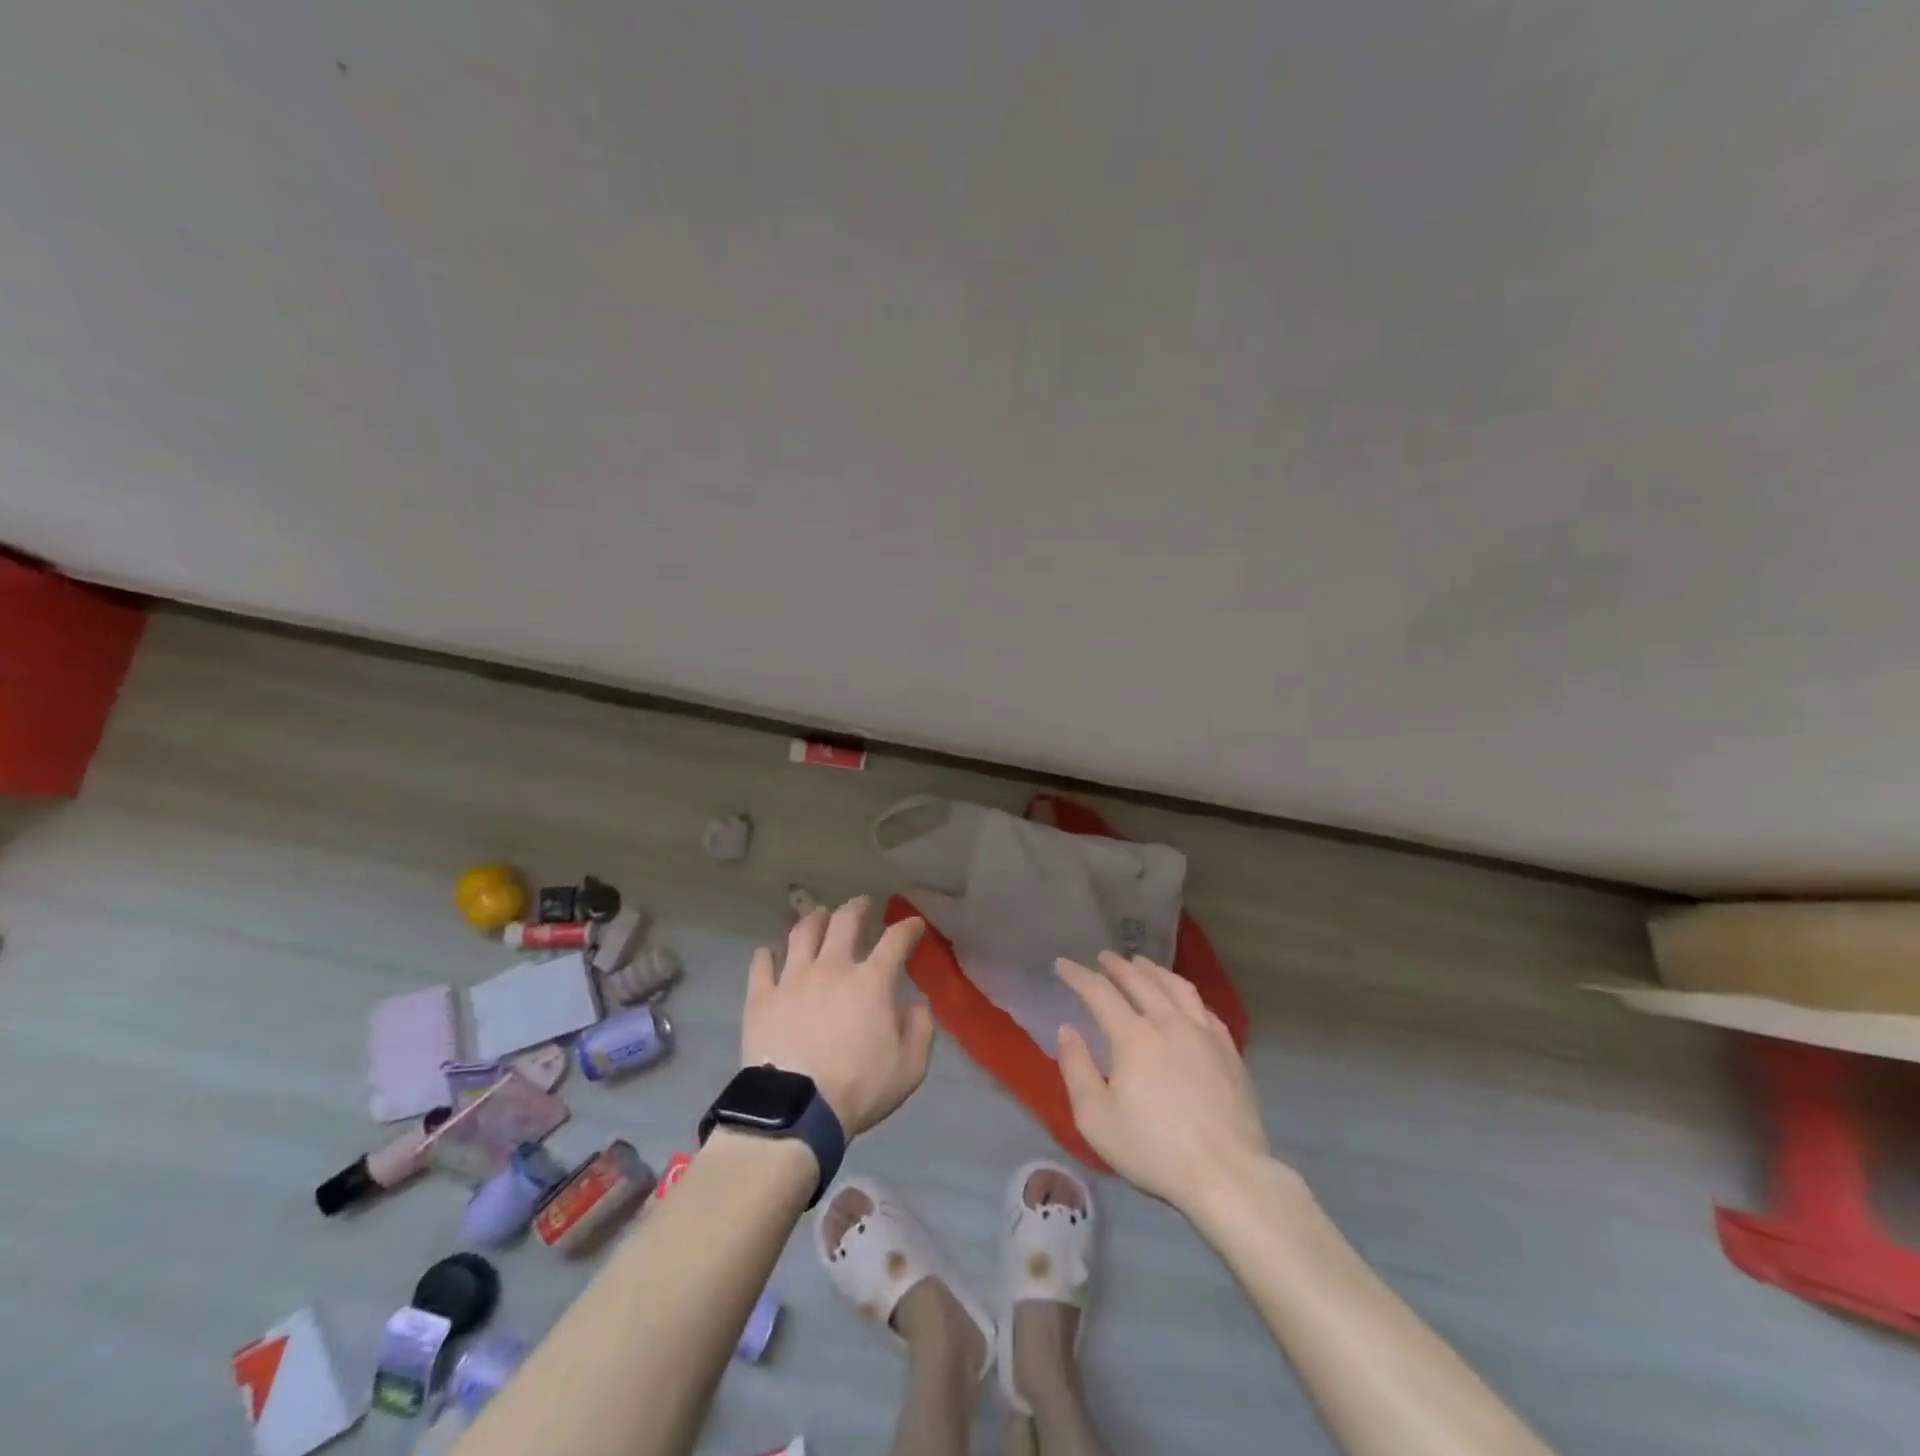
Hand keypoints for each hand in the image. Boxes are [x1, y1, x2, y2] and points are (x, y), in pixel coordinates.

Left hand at [741, 897, 933, 1136]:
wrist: (795, 1110)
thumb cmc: (858, 1088)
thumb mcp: (909, 1068)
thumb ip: (920, 1030)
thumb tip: (918, 1004)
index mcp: (871, 981)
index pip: (896, 940)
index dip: (908, 927)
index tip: (914, 923)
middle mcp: (832, 967)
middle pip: (844, 921)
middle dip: (858, 907)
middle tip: (864, 903)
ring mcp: (792, 978)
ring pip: (802, 933)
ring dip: (814, 918)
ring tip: (819, 914)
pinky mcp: (761, 997)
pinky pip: (762, 964)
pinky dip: (767, 954)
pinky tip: (770, 952)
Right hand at [1055, 952, 1273, 1213]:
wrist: (1226, 1174)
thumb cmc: (1153, 1149)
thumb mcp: (1096, 1118)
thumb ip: (1076, 1069)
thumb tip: (1067, 1030)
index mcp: (1133, 1036)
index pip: (1099, 992)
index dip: (1078, 975)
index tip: (1063, 964)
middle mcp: (1168, 1023)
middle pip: (1140, 981)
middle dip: (1117, 966)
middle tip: (1104, 957)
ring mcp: (1204, 1034)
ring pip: (1176, 987)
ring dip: (1154, 971)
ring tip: (1143, 964)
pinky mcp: (1229, 1051)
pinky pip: (1205, 1009)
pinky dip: (1187, 995)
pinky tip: (1185, 1000)